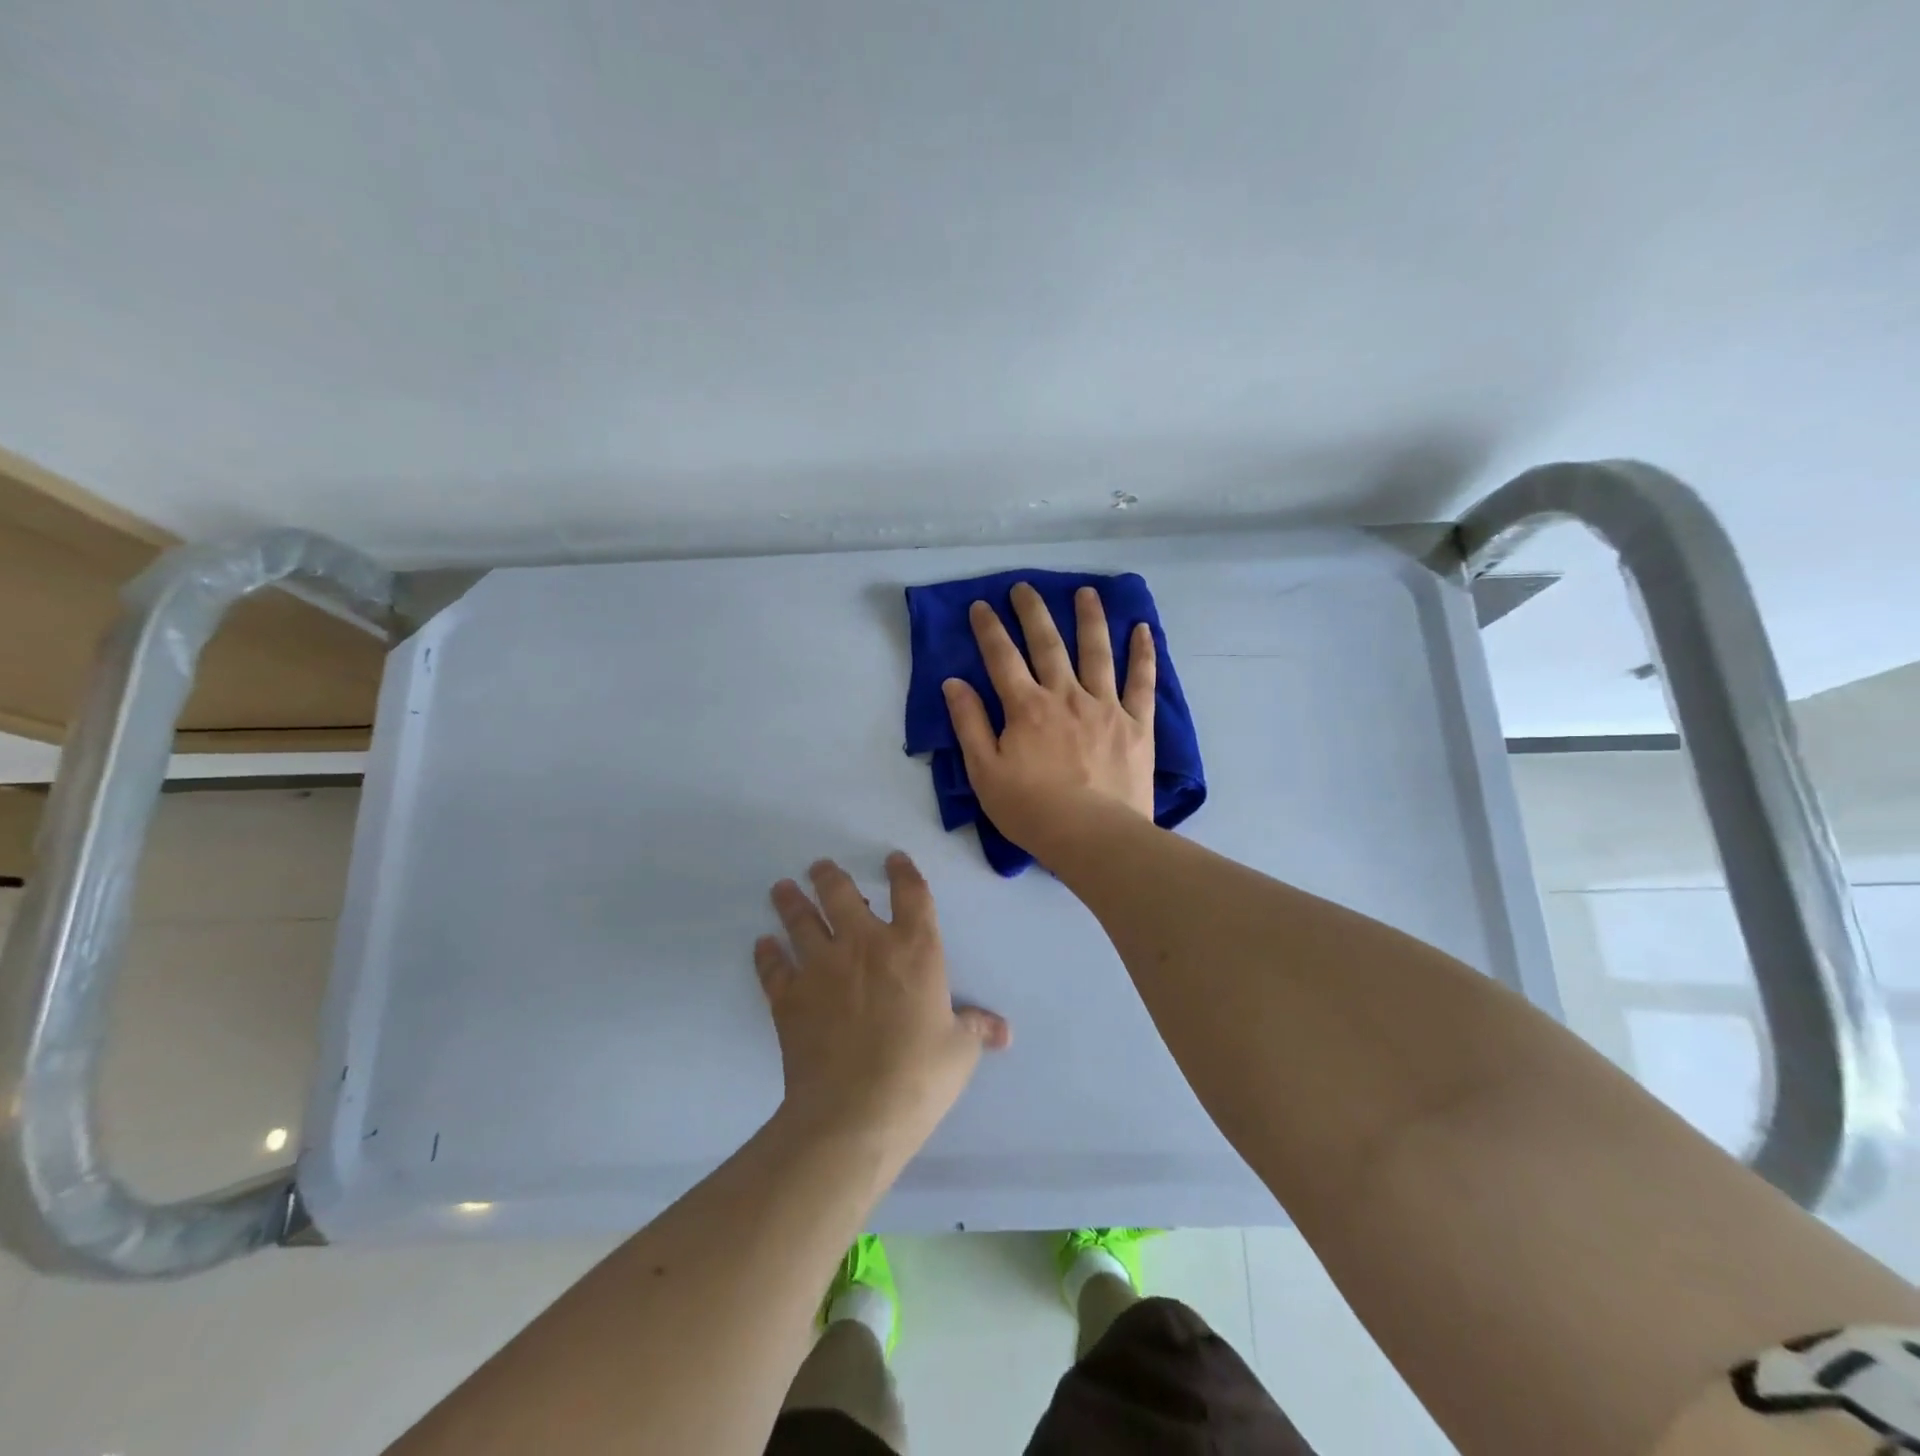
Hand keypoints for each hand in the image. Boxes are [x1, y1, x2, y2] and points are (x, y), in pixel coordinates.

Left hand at [756, 854, 1010, 1158]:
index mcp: (914, 949)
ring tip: (782, 888)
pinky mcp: (789, 997)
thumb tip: (1004, 1032)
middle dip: (830, 876)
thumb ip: (977, 1030)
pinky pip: (774, 967)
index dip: (903, 871)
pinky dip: (767, 954)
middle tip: (820, 867)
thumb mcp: (960, 1052)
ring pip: (801, 921)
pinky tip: (763, 945)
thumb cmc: (919, 1076)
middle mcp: (865, 945)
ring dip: (791, 902)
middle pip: (842, 894)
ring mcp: (822, 967)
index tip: (893, 859)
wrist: (855, 1113)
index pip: (911, 893)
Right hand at [942, 583, 1156, 852]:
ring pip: (1097, 652)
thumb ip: (969, 724)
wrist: (1092, 836)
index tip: (981, 605)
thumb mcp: (984, 772)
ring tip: (1086, 592)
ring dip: (1090, 618)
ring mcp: (1105, 706)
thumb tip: (954, 682)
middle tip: (1025, 587)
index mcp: (1026, 707)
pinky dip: (1143, 654)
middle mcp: (1066, 695)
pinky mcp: (1137, 724)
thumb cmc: (1031, 809)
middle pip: (1048, 644)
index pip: (1002, 658)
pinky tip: (1143, 630)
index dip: (989, 629)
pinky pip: (1141, 682)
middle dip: (1033, 612)